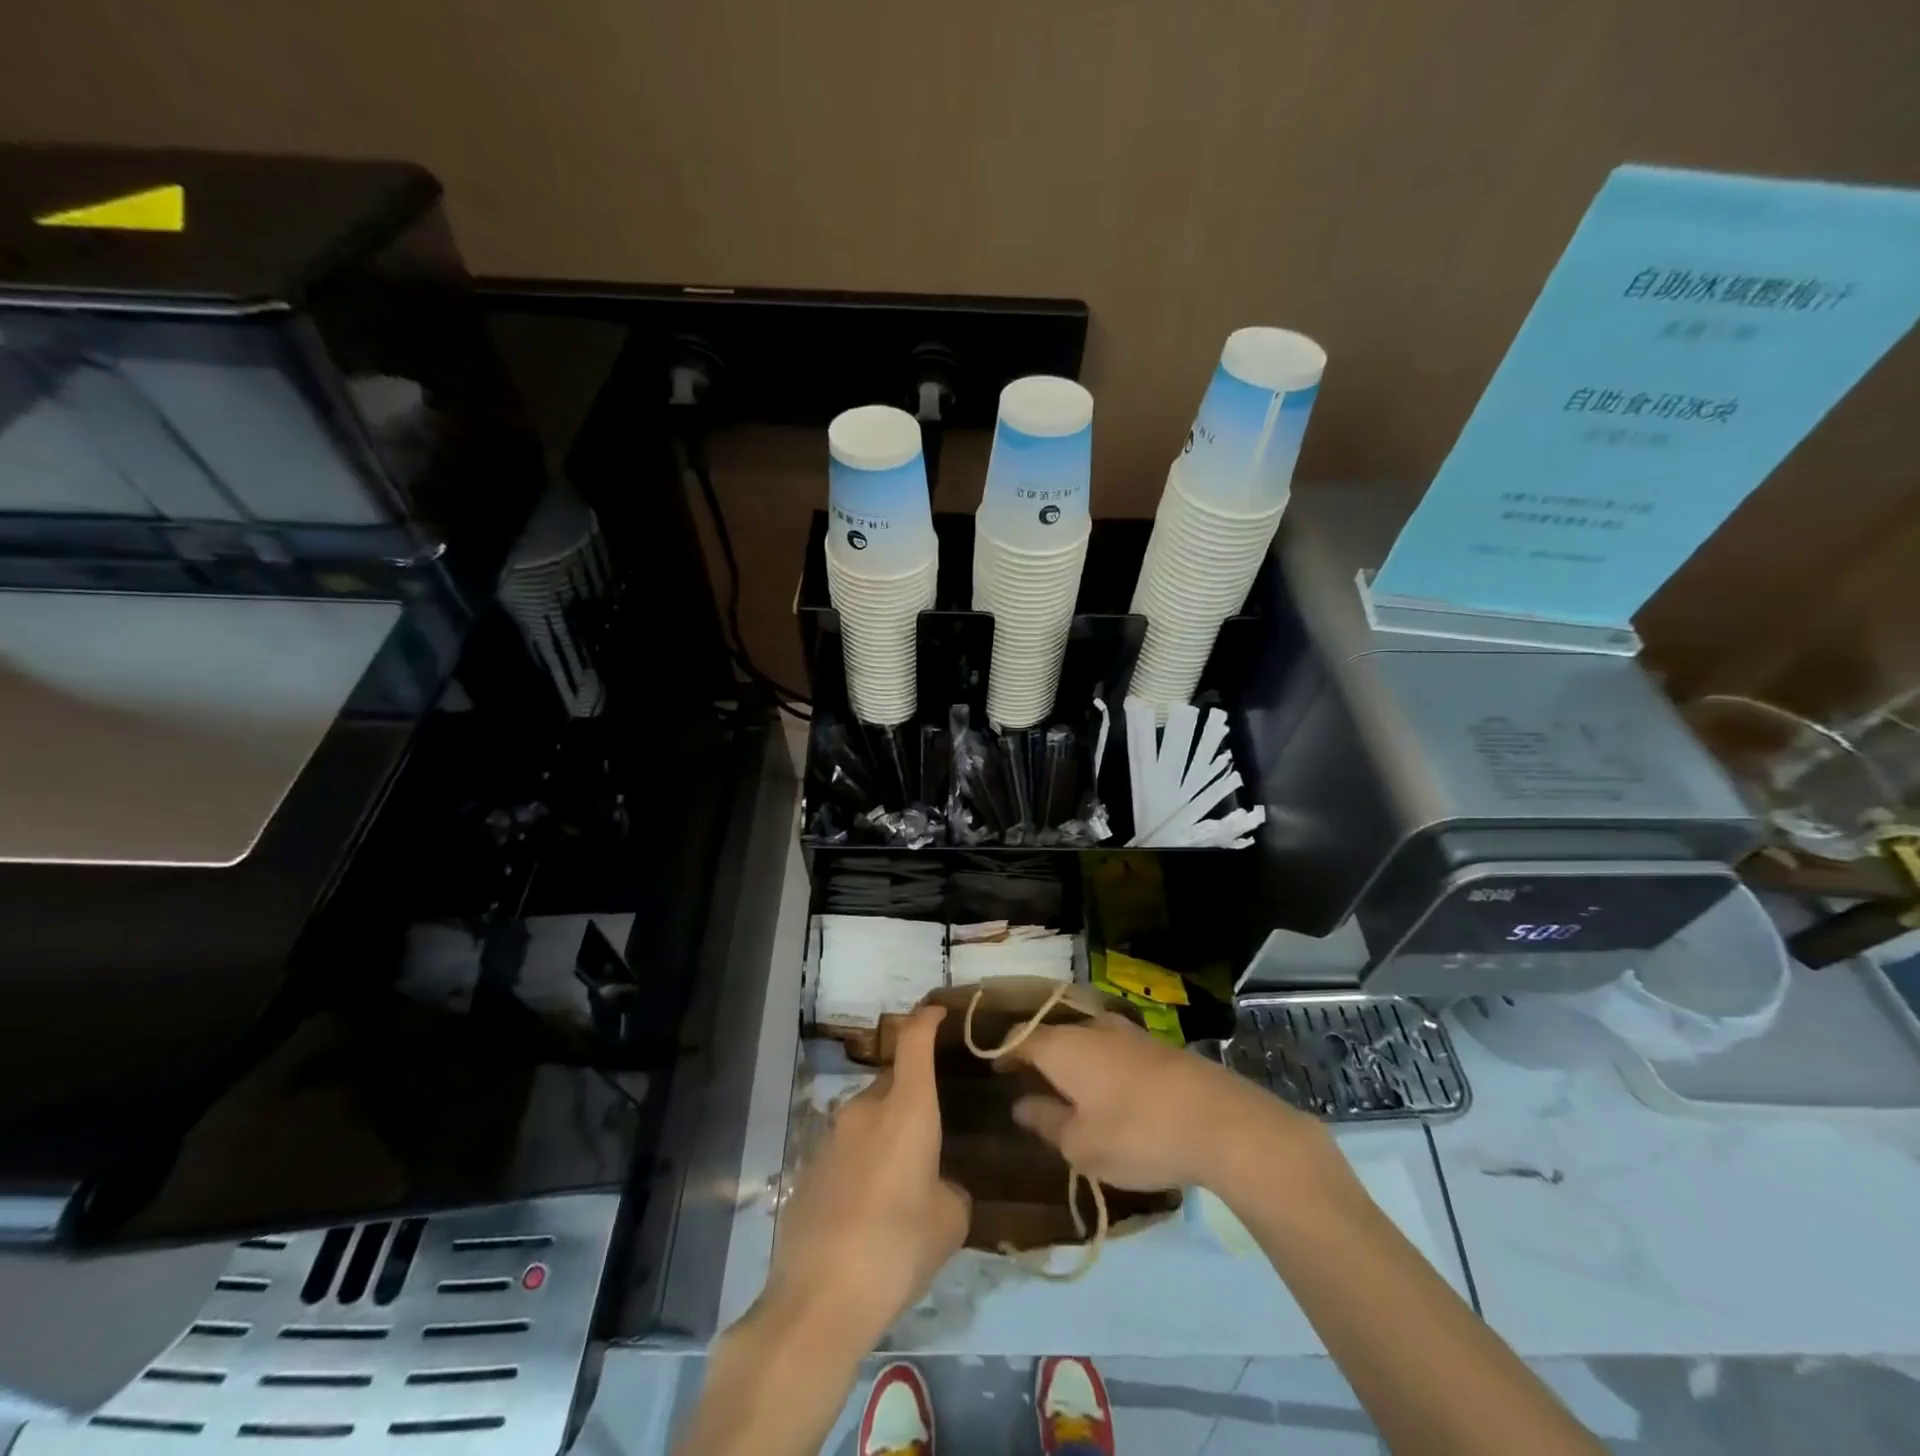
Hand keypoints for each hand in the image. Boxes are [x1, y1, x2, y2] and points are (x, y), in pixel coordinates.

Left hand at [761, 1005, 969, 1352]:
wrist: (819, 1298)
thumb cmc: (898, 1247)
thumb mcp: (949, 1220)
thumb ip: (951, 1188)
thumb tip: (938, 1186)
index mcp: (907, 1108)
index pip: (914, 1040)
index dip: (926, 1019)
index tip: (938, 1012)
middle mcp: (866, 1108)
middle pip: (892, 1081)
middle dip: (912, 1094)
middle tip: (932, 1131)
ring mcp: (831, 1136)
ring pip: (868, 1117)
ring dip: (885, 1133)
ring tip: (902, 1178)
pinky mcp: (808, 1168)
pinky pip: (846, 1149)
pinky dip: (862, 1161)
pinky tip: (870, 1206)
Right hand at [1005, 1012, 1329, 1191]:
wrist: (1220, 1121)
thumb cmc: (1137, 1134)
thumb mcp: (1081, 1144)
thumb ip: (1047, 1121)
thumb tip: (1021, 1104)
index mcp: (1063, 1046)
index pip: (1021, 1037)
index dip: (1004, 1052)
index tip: (994, 1068)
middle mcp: (1092, 1028)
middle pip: (1054, 1034)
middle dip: (1038, 1054)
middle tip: (1028, 1081)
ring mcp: (1128, 1033)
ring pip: (1087, 1039)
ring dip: (1073, 1060)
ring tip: (1068, 1088)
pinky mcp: (1158, 1046)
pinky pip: (1114, 1050)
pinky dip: (1101, 1065)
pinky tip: (1110, 1091)